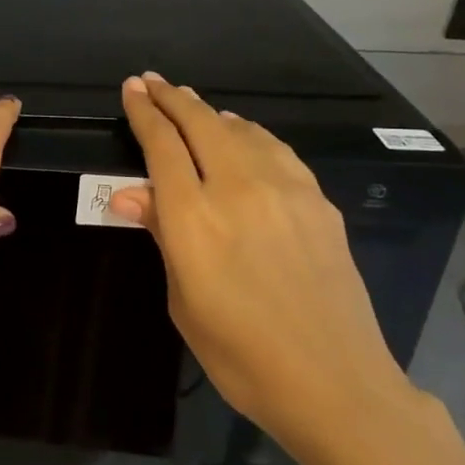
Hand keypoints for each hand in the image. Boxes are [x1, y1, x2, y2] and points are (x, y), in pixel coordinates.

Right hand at [109, 72, 425, 464]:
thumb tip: (129, 193)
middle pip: (200, 124)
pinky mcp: (318, 201)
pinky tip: (244, 135)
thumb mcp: (184, 301)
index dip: (144, 112)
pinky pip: (276, 150)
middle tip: (153, 82)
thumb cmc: (240, 354)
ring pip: (241, 130)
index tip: (132, 89)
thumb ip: (162, 236)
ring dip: (210, 112)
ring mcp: (285, 190)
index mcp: (194, 218)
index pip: (162, 146)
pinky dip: (250, 133)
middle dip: (172, 98)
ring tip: (193, 105)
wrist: (335, 382)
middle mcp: (238, 189)